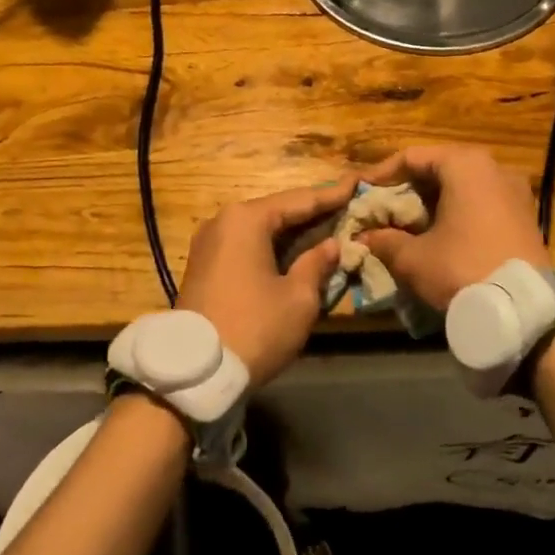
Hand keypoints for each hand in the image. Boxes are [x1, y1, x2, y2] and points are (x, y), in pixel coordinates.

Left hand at [177, 176, 356, 386]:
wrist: (196, 371)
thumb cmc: (255, 328)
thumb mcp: (298, 298)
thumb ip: (317, 264)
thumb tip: (331, 245)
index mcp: (246, 219)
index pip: (299, 200)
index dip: (332, 195)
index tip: (358, 183)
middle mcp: (223, 221)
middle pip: (277, 211)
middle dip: (312, 213)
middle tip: (348, 208)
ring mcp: (209, 243)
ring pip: (261, 229)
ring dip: (293, 232)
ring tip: (329, 229)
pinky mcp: (204, 265)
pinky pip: (246, 245)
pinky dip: (273, 247)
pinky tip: (297, 252)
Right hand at [356, 146, 548, 309]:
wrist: (524, 311)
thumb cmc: (462, 269)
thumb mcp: (413, 258)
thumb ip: (385, 240)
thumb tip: (366, 236)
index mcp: (465, 165)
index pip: (412, 157)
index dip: (381, 175)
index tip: (361, 192)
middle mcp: (494, 168)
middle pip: (439, 169)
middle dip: (408, 189)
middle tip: (382, 209)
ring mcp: (516, 192)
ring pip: (462, 187)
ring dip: (433, 203)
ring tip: (407, 224)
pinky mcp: (526, 216)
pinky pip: (482, 203)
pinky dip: (457, 213)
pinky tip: (440, 236)